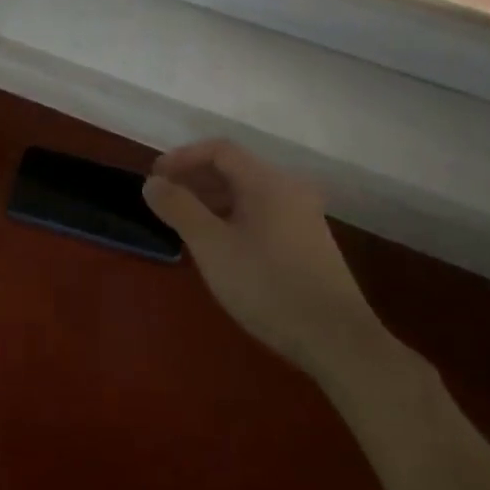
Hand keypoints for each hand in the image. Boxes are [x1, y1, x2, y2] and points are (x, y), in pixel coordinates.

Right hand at [143, 139, 390, 381]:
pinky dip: (231, 217)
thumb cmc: (268, 286)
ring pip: (247, 193)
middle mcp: (288, 190)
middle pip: (234, 169)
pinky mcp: (305, 242)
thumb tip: (152, 183)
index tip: (154, 179)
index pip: (219, 150)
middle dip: (194, 178)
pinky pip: (260, 213)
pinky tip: (217, 245)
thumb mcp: (212, 246)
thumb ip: (179, 208)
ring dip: (211, 199)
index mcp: (268, 182)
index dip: (182, 158)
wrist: (337, 339)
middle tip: (163, 201)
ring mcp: (301, 216)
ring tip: (183, 223)